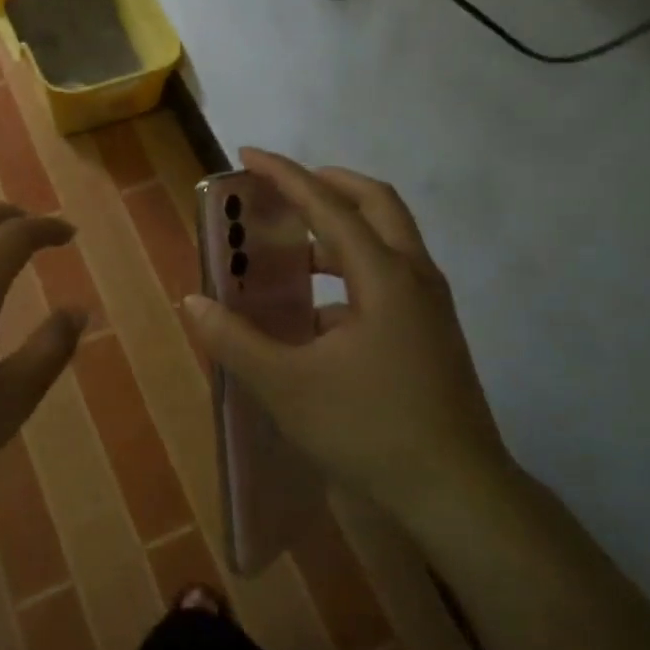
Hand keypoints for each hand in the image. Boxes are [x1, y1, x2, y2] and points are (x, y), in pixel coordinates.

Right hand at [183, 149, 512, 516]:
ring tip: (293, 254)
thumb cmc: (369, 430)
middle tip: (286, 190)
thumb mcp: (287, 385)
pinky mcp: (432, 335)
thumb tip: (192, 302)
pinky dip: (352, 277)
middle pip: (376, 204)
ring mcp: (430, 308)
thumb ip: (235, 340)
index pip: (328, 206)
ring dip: (341, 234)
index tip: (249, 154)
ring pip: (388, 243)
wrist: (456, 494)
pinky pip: (390, 281)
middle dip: (329, 186)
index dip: (286, 176)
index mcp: (384, 276)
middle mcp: (414, 278)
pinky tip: (316, 319)